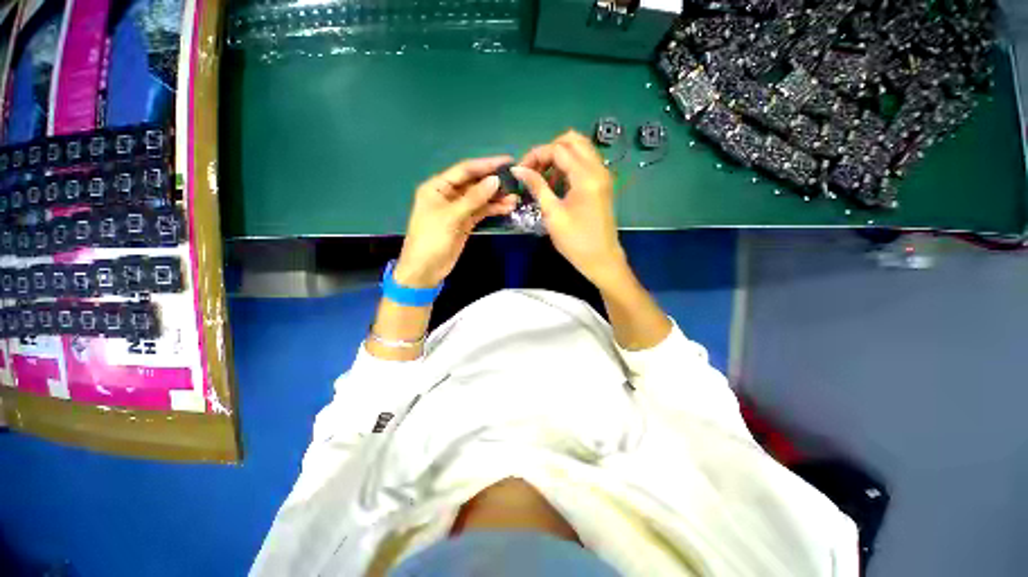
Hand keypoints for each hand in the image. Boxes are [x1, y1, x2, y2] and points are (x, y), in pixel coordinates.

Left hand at [395, 156, 517, 288]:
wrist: (425, 269)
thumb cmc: (432, 240)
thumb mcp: (451, 217)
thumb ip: (474, 198)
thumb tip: (495, 181)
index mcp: (438, 187)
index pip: (465, 170)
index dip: (486, 165)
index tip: (507, 161)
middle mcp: (448, 194)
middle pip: (474, 183)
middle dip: (494, 183)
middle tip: (516, 182)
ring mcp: (458, 209)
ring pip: (480, 199)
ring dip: (496, 198)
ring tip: (515, 198)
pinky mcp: (465, 222)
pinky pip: (481, 212)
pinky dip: (493, 210)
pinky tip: (507, 208)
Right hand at [512, 131, 628, 287]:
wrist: (601, 259)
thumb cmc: (575, 240)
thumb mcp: (552, 213)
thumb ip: (537, 186)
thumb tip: (518, 169)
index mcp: (586, 176)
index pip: (558, 149)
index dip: (536, 155)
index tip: (521, 171)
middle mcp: (598, 169)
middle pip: (572, 140)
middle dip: (549, 150)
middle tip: (534, 170)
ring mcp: (603, 175)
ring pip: (580, 149)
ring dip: (559, 156)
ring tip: (543, 177)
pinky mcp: (602, 183)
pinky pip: (585, 162)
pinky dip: (569, 165)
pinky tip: (557, 183)